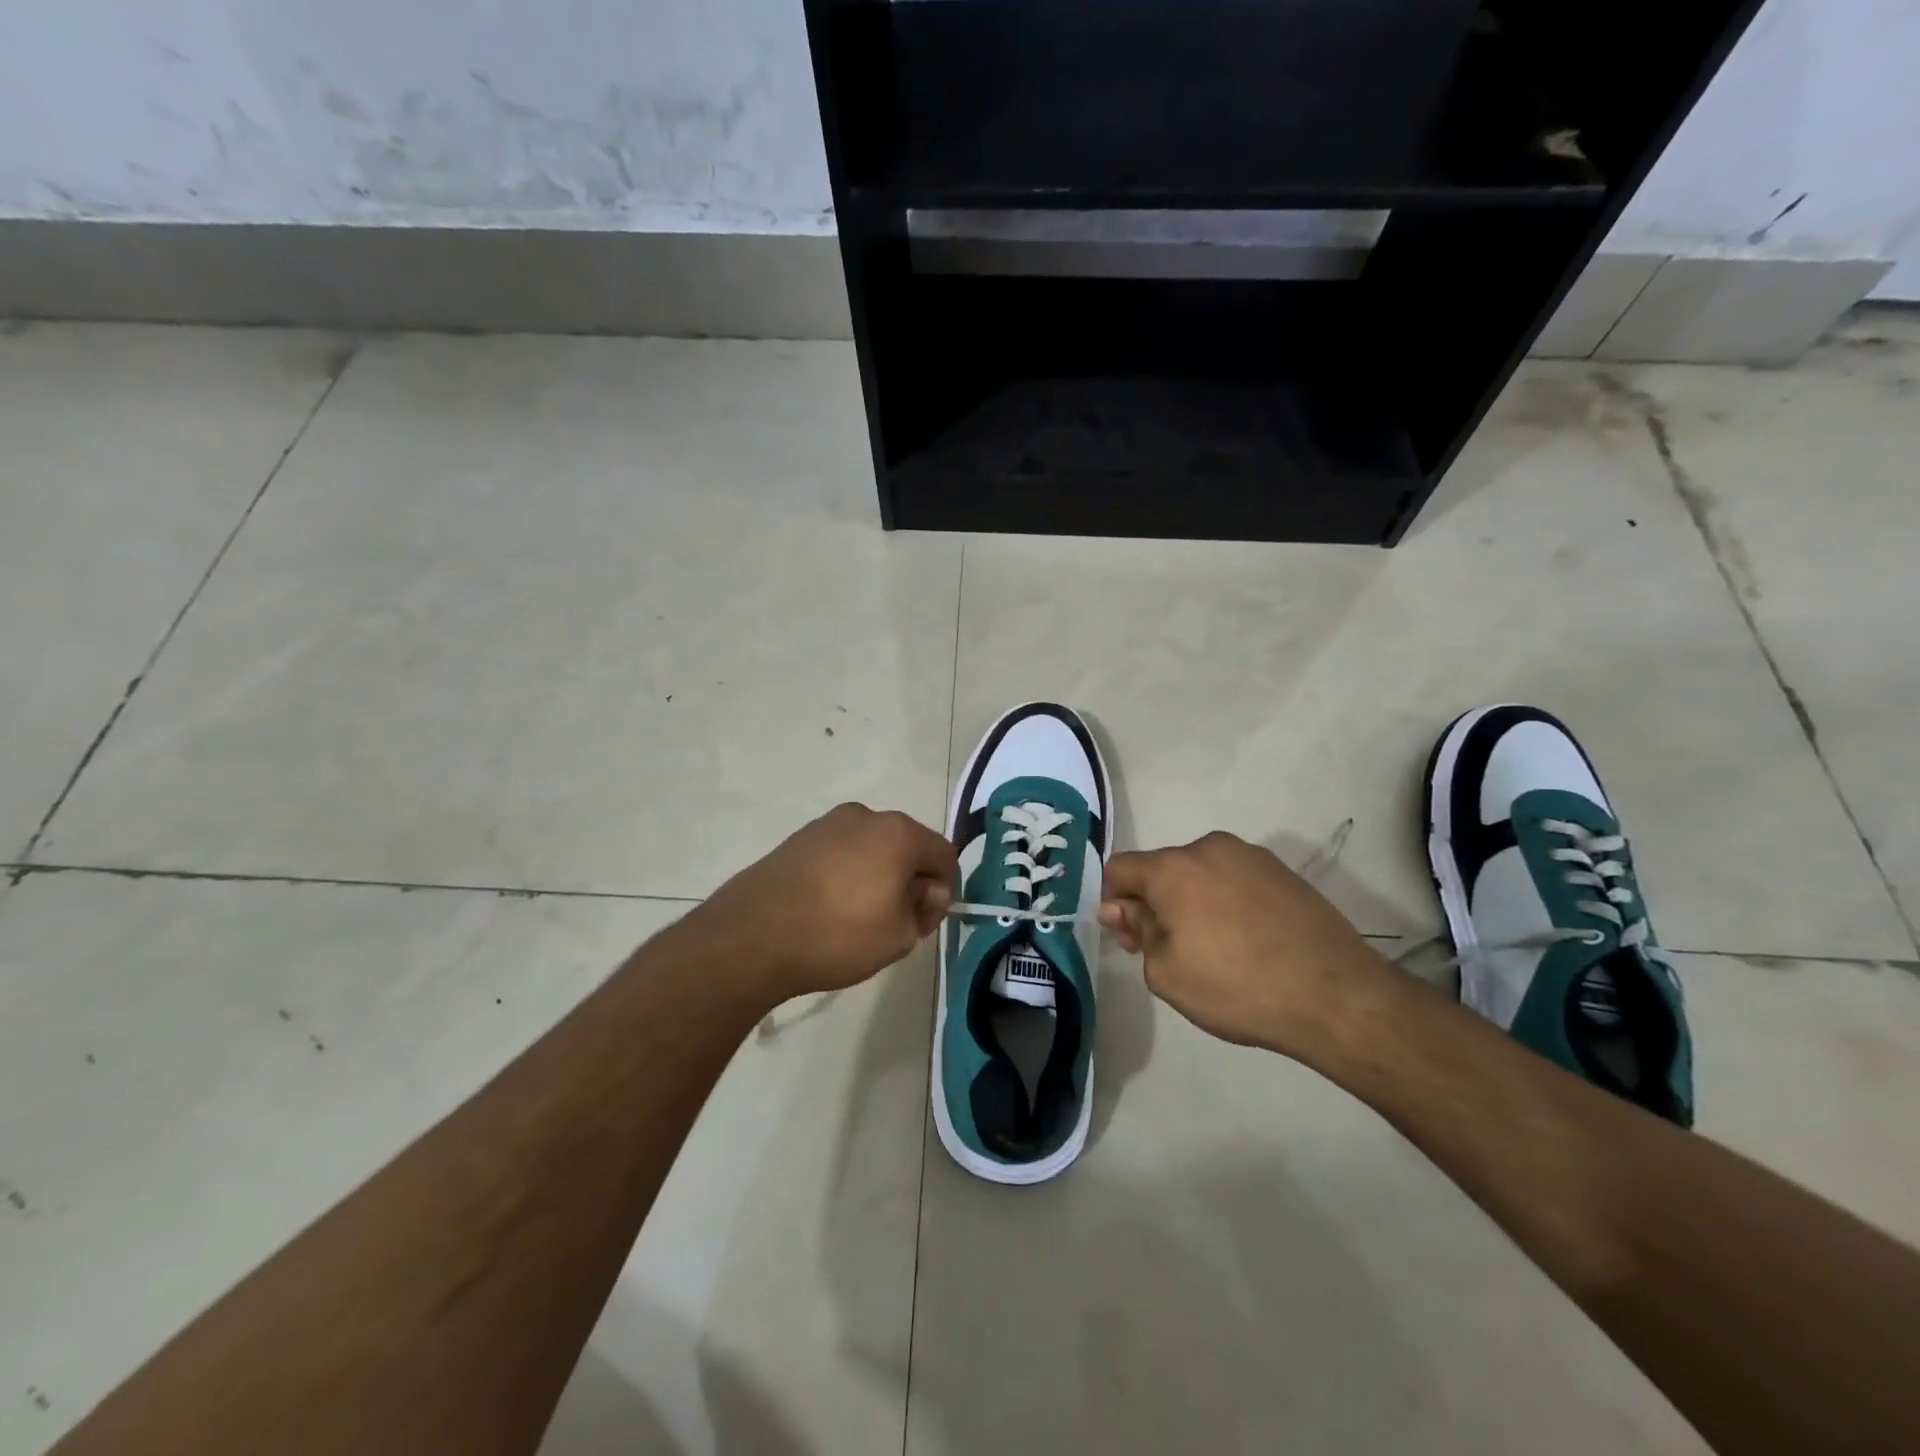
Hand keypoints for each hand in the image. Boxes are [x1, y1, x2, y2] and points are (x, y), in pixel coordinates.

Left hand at [685, 803, 957, 1003]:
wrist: (751, 937)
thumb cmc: (837, 935)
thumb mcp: (900, 935)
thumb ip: (924, 908)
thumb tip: (922, 890)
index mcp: (897, 832)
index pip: (943, 854)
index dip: (945, 890)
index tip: (926, 922)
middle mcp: (865, 816)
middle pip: (907, 846)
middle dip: (911, 881)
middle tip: (898, 924)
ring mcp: (827, 824)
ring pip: (872, 849)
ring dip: (878, 877)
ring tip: (859, 919)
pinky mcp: (798, 839)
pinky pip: (840, 854)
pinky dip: (846, 875)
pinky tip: (829, 909)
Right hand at [1099, 832, 1402, 1058]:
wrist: (1336, 996)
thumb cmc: (1237, 987)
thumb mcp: (1166, 973)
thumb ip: (1137, 931)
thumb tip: (1123, 907)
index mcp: (1173, 868)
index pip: (1119, 869)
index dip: (1114, 903)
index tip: (1132, 940)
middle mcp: (1209, 848)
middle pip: (1162, 869)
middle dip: (1155, 903)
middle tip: (1171, 950)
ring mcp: (1251, 856)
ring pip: (1200, 874)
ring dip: (1192, 902)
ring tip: (1217, 949)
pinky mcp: (1284, 872)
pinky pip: (1235, 880)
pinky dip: (1228, 903)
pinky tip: (1248, 942)